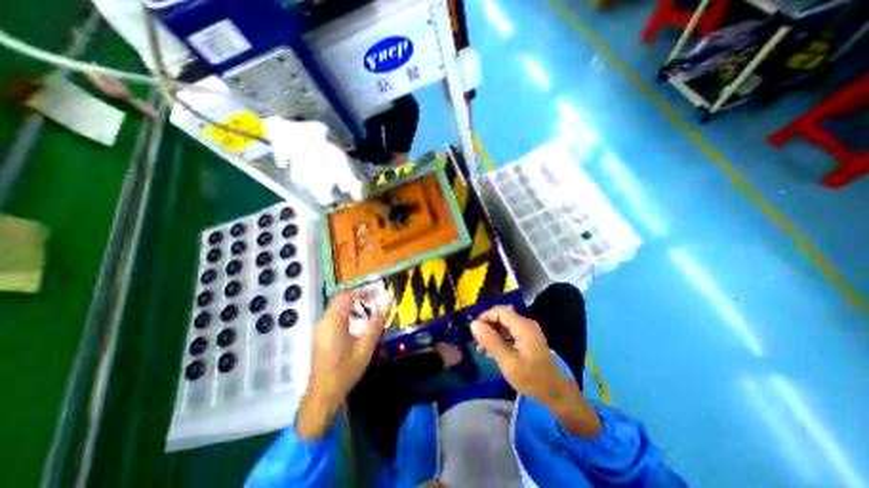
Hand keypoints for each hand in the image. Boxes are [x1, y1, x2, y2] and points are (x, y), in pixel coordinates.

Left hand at [300, 287, 392, 440]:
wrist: (323, 395)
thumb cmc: (346, 369)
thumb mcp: (366, 345)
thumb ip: (377, 322)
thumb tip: (388, 302)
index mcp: (334, 321)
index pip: (347, 296)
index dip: (362, 291)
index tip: (377, 291)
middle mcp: (324, 321)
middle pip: (340, 300)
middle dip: (357, 297)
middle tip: (374, 300)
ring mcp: (320, 329)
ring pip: (336, 308)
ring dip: (352, 306)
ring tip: (368, 311)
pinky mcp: (320, 336)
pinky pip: (333, 317)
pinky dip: (346, 314)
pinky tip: (356, 325)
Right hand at [472, 305, 601, 437]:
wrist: (557, 394)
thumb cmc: (533, 380)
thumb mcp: (508, 363)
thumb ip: (491, 342)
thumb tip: (474, 324)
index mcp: (524, 327)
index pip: (499, 311)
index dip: (485, 318)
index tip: (475, 333)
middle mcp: (526, 323)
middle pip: (501, 315)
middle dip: (487, 326)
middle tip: (478, 343)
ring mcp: (528, 330)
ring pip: (504, 323)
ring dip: (492, 332)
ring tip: (483, 349)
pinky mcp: (528, 337)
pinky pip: (509, 330)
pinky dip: (500, 337)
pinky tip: (494, 350)